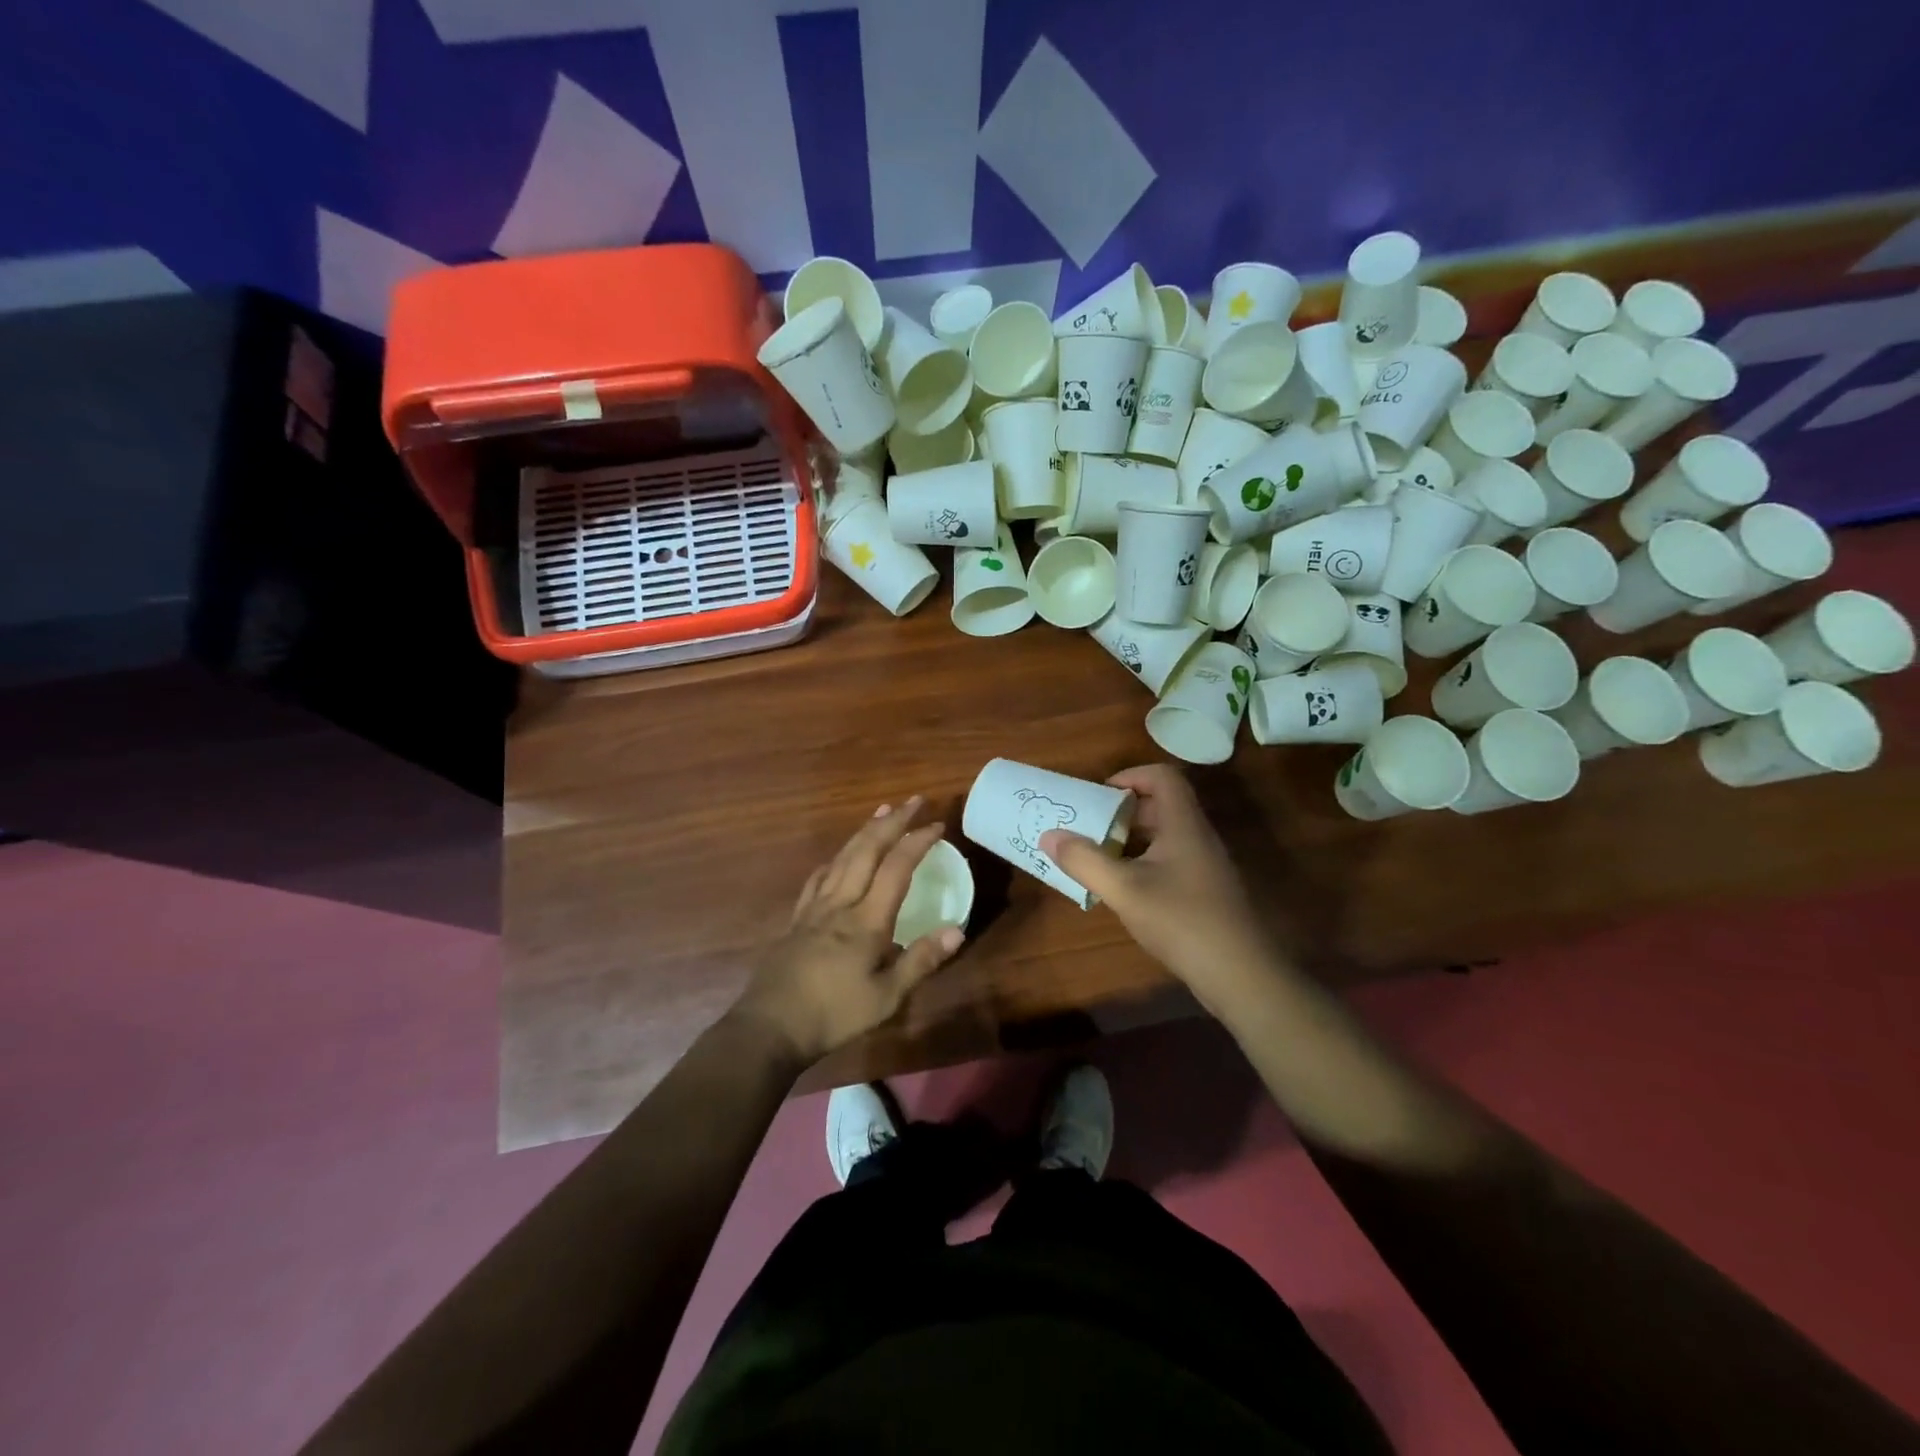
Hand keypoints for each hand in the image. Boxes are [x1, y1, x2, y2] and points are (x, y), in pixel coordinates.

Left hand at [732, 797, 963, 1065]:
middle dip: (892, 822)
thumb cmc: (833, 1014)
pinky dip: (834, 859)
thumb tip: (958, 930)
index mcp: (867, 920)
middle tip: (912, 801)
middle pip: (867, 850)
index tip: (936, 824)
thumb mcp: (886, 997)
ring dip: (864, 831)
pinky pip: (818, 878)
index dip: (917, 842)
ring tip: (880, 812)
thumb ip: (921, 961)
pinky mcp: (797, 919)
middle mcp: (841, 903)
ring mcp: (815, 908)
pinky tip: (837, 858)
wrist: (770, 1027)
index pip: (897, 868)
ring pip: (842, 857)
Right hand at [1040, 765, 1273, 1012]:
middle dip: (1121, 811)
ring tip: (1097, 857)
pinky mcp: (1205, 892)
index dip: (1130, 776)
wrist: (1240, 974)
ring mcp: (1204, 866)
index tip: (1099, 796)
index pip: (1162, 776)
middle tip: (1088, 827)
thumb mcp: (1124, 889)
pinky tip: (1122, 890)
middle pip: (1160, 805)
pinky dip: (1142, 864)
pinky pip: (1169, 862)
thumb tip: (1048, 835)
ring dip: (1129, 840)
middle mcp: (1197, 837)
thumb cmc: (1181, 920)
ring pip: (1163, 836)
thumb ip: (1084, 860)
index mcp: (1183, 824)